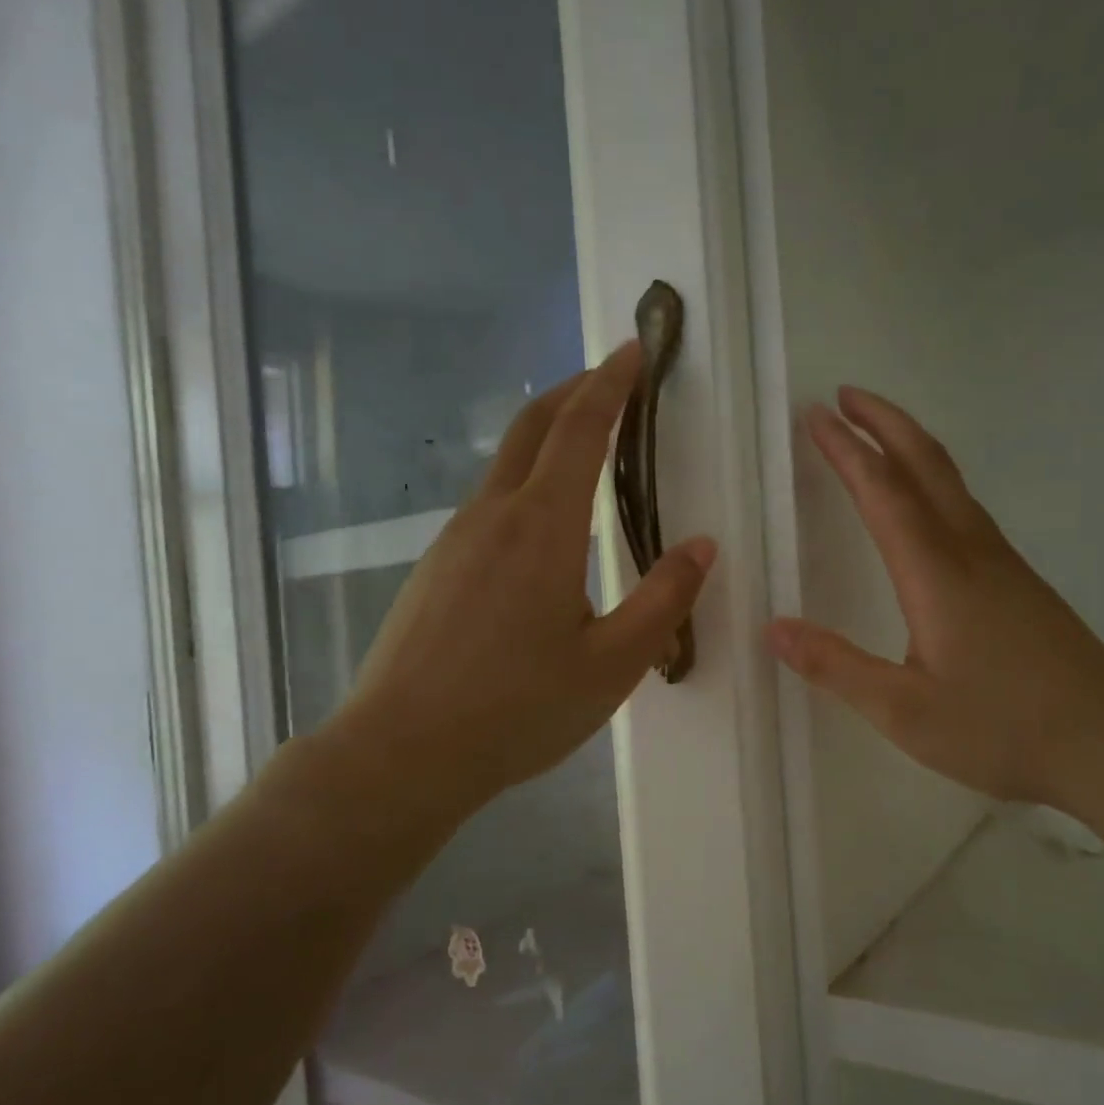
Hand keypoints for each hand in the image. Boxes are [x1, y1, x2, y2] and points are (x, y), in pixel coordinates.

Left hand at [319, 341, 715, 827]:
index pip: (581, 429)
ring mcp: (454, 542)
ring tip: (587, 452)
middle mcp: (492, 517)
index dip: (610, 383)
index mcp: (543, 528)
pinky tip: (542, 531)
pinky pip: (487, 507)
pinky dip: (525, 486)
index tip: (634, 350)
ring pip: (506, 467)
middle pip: (533, 427)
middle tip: (612, 380)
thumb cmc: (518, 710)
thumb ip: (663, 600)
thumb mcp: (613, 664)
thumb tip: (701, 546)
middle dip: (574, 391)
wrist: (402, 754)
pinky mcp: (434, 570)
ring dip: (548, 440)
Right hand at [766, 386, 1103, 813]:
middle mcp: (971, 551)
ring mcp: (1003, 563)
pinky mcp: (1020, 581)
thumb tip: (774, 629)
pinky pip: (967, 508)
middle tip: (844, 397)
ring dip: (910, 446)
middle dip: (883, 422)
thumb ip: (836, 667)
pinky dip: (934, 480)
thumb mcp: (904, 711)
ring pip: (952, 481)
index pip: (882, 492)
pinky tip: (927, 505)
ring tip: (876, 435)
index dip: (845, 450)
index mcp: (935, 573)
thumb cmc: (1001, 728)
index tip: (814, 416)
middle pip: (926, 463)